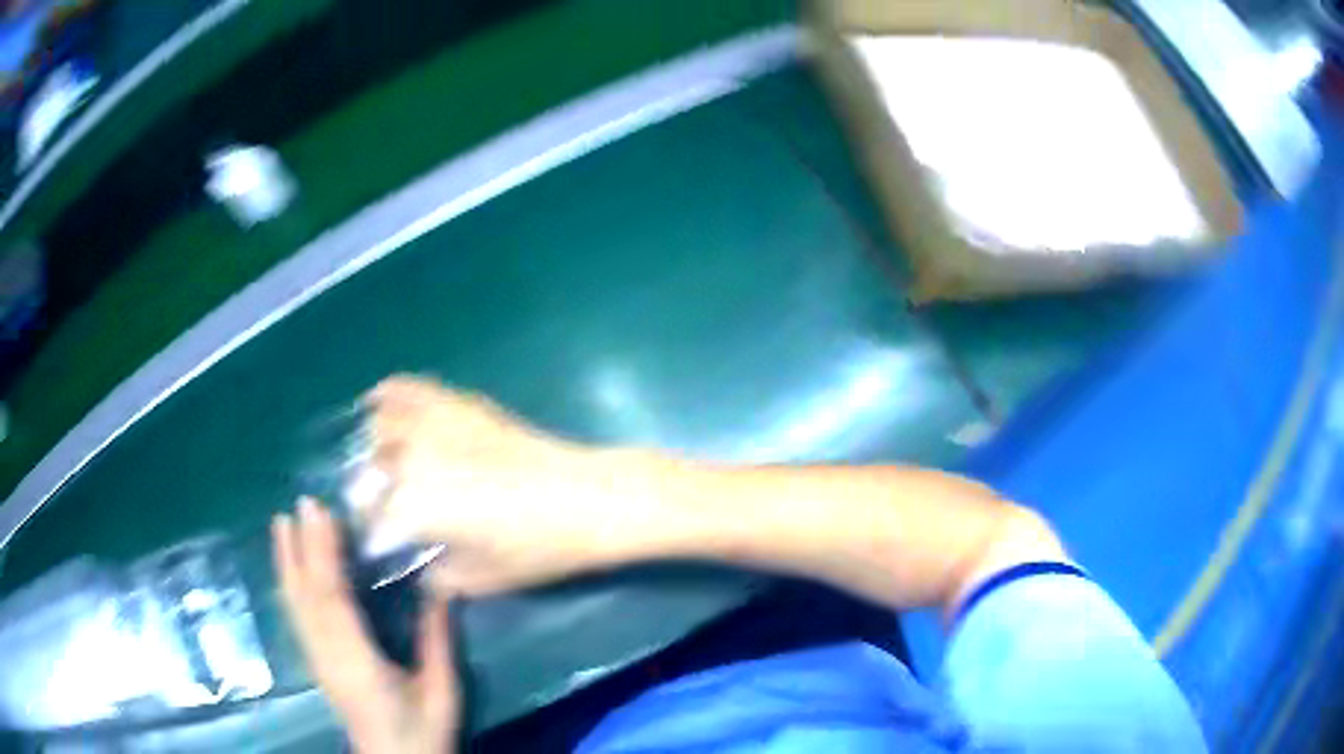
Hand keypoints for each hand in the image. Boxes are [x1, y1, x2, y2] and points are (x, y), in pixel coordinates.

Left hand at [274, 497, 460, 753]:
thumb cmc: (421, 731)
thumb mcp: (440, 690)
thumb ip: (437, 641)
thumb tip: (441, 589)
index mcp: (357, 660)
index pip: (332, 598)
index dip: (323, 552)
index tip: (321, 512)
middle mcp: (328, 655)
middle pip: (306, 594)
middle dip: (301, 546)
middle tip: (301, 503)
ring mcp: (318, 659)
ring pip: (296, 603)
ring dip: (288, 561)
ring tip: (283, 523)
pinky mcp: (317, 663)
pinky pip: (297, 616)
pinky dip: (290, 584)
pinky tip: (289, 568)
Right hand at [364, 375, 678, 595]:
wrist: (586, 500)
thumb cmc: (536, 549)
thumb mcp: (483, 580)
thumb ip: (441, 579)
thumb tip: (424, 573)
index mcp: (414, 506)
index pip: (372, 516)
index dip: (371, 529)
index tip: (378, 539)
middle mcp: (413, 459)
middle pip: (370, 467)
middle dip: (370, 487)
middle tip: (386, 505)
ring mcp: (437, 426)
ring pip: (383, 425)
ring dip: (374, 443)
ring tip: (383, 459)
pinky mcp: (462, 406)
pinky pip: (413, 389)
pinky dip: (391, 393)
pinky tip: (381, 399)